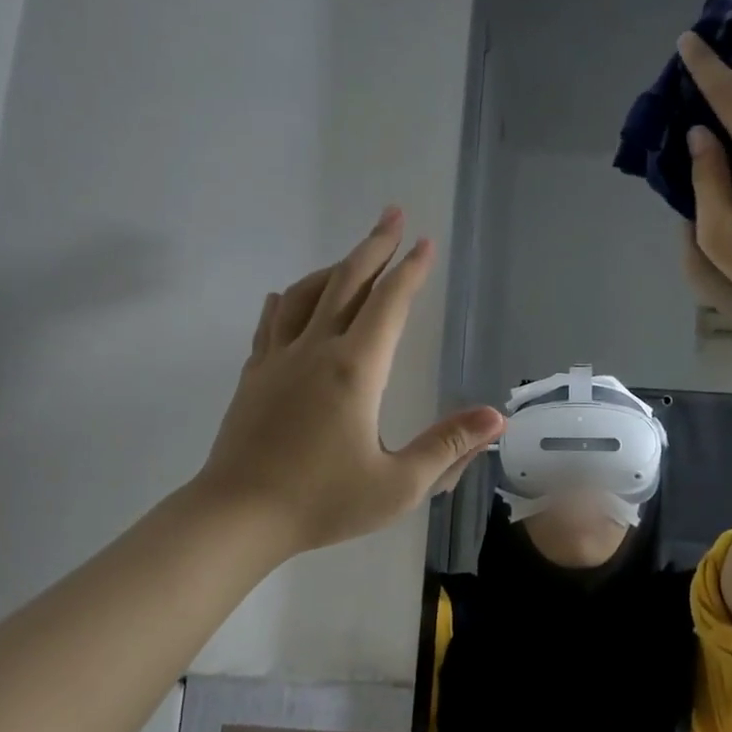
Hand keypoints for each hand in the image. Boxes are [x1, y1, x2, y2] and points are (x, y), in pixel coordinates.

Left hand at [195, 209, 504, 556]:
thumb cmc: (322, 502)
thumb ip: (448, 447)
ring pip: (306, 293)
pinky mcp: (254, 374)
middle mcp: (316, 350)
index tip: (426, 242)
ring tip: (356, 257)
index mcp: (355, 370)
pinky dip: (290, 299)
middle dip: (375, 245)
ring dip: (335, 267)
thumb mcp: (398, 485)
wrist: (236, 516)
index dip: (411, 270)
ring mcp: (278, 359)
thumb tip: (495, 418)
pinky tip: (291, 298)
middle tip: (393, 214)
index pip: (389, 304)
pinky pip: (273, 321)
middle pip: (347, 281)